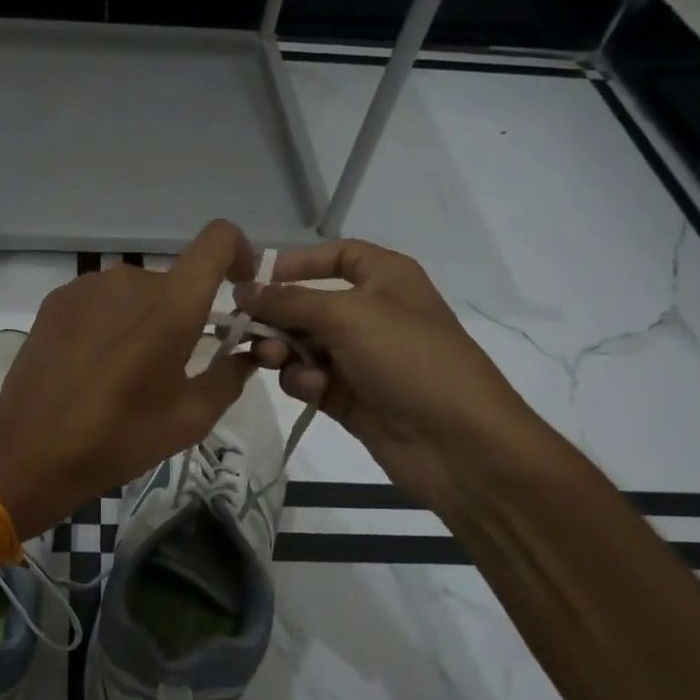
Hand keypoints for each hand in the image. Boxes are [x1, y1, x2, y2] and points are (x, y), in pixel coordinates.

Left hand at [0, 221, 259, 537]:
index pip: (218, 239)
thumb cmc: (119, 438)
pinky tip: (93, 362)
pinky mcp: (57, 299)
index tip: (239, 286)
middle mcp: (130, 280)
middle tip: (173, 364)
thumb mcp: (190, 419)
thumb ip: (230, 376)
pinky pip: (101, 299)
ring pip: (136, 290)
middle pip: (175, 280)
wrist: (31, 450)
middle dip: (184, 313)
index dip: (239, 252)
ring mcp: (87, 286)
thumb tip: (246, 352)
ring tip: (127, 369)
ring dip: (144, 318)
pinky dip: (111, 320)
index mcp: (172, 305)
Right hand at [234, 239, 552, 507]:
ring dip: (282, 351)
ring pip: (300, 344)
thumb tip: (242, 290)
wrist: (457, 444)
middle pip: (307, 303)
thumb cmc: (408, 359)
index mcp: (384, 278)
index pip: (335, 255)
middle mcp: (370, 313)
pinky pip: (308, 378)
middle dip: (276, 316)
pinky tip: (313, 390)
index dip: (296, 262)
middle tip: (247, 331)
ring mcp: (358, 357)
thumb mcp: (347, 315)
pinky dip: (302, 381)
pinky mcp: (347, 396)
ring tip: (273, 362)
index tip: (255, 279)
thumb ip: (288, 300)